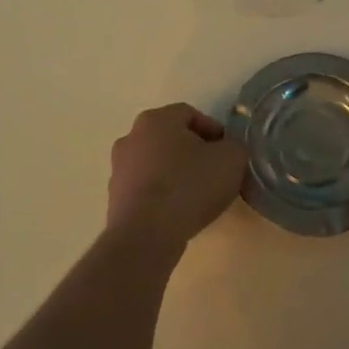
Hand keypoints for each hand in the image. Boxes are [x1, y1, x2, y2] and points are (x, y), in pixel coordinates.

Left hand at [106, 103, 247, 256]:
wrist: (146, 234)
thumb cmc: (189, 186)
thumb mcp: (231, 159)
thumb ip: (233, 147)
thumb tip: (226, 151)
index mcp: (156, 119)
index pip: (190, 114)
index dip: (213, 130)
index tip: (228, 152)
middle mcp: (131, 137)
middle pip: (170, 138)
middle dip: (193, 152)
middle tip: (214, 172)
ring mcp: (119, 169)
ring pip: (156, 164)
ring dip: (175, 174)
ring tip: (197, 196)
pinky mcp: (115, 198)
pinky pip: (145, 189)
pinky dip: (161, 196)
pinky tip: (177, 213)